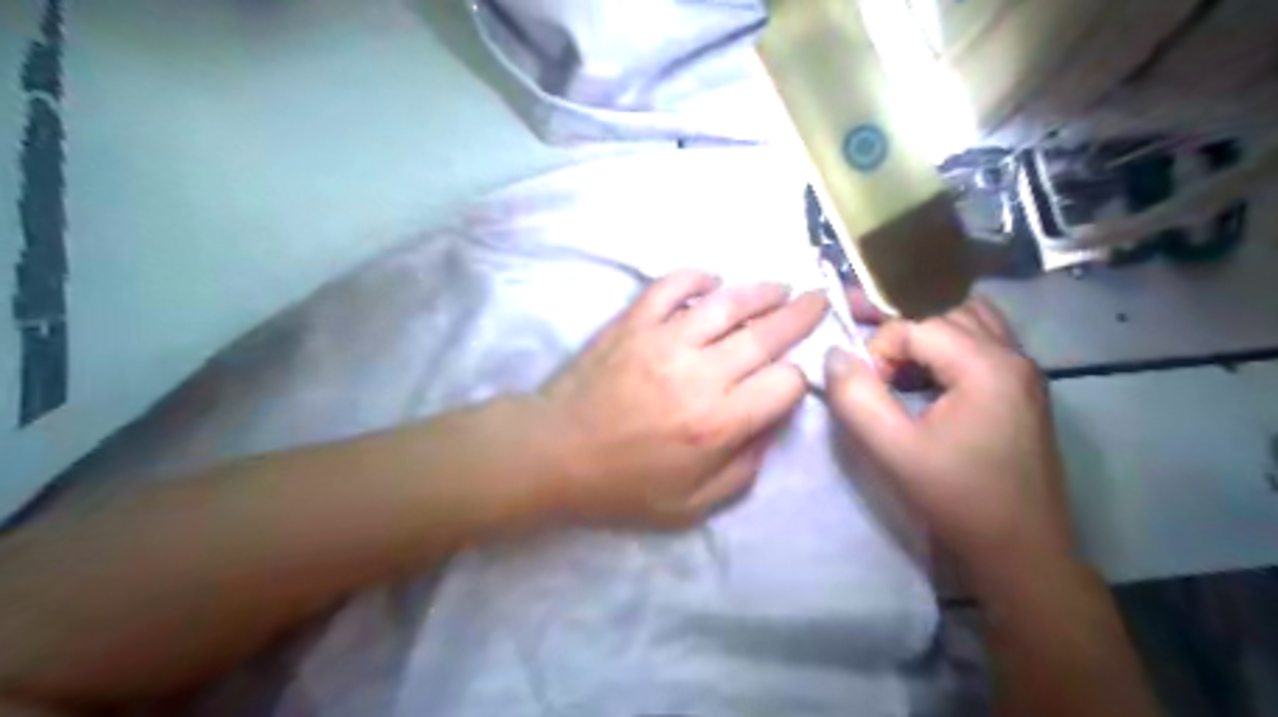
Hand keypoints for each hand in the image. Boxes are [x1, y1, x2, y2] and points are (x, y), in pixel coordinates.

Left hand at [535, 269, 828, 526]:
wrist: (553, 453)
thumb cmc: (622, 485)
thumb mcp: (691, 506)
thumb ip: (743, 470)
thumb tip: (771, 426)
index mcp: (718, 423)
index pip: (784, 384)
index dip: (797, 380)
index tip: (791, 380)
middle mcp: (700, 374)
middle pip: (767, 334)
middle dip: (801, 316)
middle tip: (819, 300)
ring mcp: (664, 340)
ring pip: (727, 302)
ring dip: (761, 291)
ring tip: (780, 287)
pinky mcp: (633, 322)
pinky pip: (671, 286)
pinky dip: (696, 277)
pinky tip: (713, 280)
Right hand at [819, 298, 1075, 588]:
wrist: (1022, 552)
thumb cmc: (957, 500)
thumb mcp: (894, 451)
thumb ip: (856, 398)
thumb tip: (834, 355)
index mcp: (986, 366)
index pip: (916, 325)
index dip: (880, 350)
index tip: (871, 390)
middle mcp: (1013, 356)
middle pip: (943, 313)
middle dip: (901, 334)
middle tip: (873, 367)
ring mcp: (1024, 371)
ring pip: (967, 321)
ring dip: (928, 335)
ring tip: (901, 367)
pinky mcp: (1024, 389)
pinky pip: (983, 343)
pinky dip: (950, 347)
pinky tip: (930, 380)